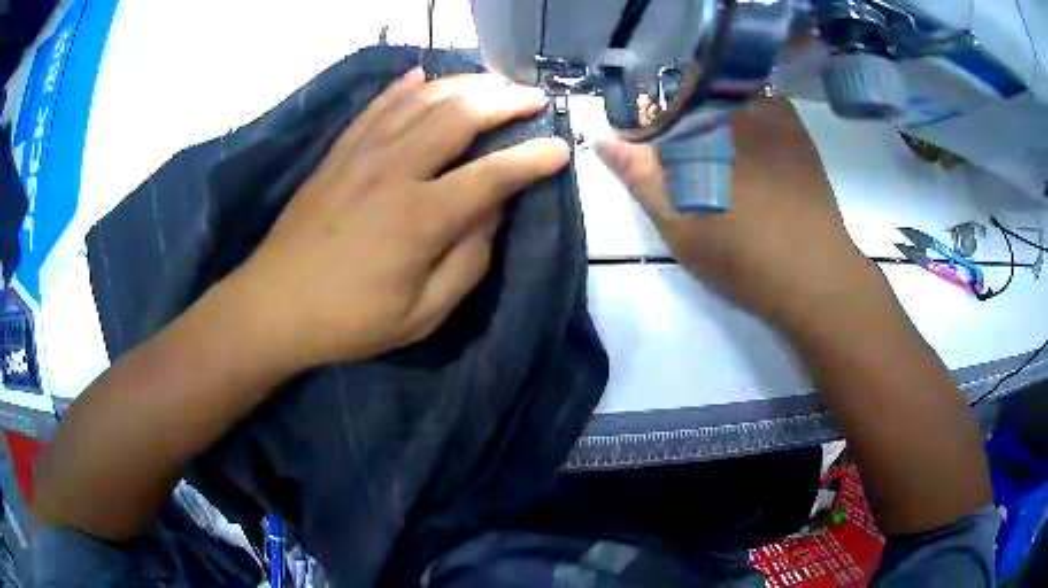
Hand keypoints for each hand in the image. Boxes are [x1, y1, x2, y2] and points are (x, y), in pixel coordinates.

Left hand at [223, 68, 569, 369]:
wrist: (274, 305)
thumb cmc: (349, 320)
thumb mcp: (422, 314)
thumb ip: (467, 262)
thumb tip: (494, 211)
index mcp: (419, 217)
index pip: (491, 174)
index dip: (533, 159)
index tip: (562, 149)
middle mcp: (394, 171)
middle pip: (459, 116)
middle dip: (505, 100)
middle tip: (534, 97)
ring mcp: (361, 154)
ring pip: (421, 99)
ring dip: (464, 84)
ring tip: (493, 82)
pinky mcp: (338, 152)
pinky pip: (378, 106)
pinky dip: (406, 86)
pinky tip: (424, 75)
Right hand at [596, 98, 879, 331]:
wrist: (812, 274)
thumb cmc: (742, 256)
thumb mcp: (680, 224)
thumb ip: (641, 177)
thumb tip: (603, 138)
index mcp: (702, 129)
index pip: (656, 105)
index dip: (646, 122)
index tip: (648, 145)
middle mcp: (734, 108)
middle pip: (690, 93)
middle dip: (679, 116)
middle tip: (689, 158)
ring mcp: (770, 113)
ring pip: (725, 95)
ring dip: (712, 112)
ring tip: (720, 154)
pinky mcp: (793, 127)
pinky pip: (759, 101)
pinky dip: (745, 114)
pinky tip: (749, 146)